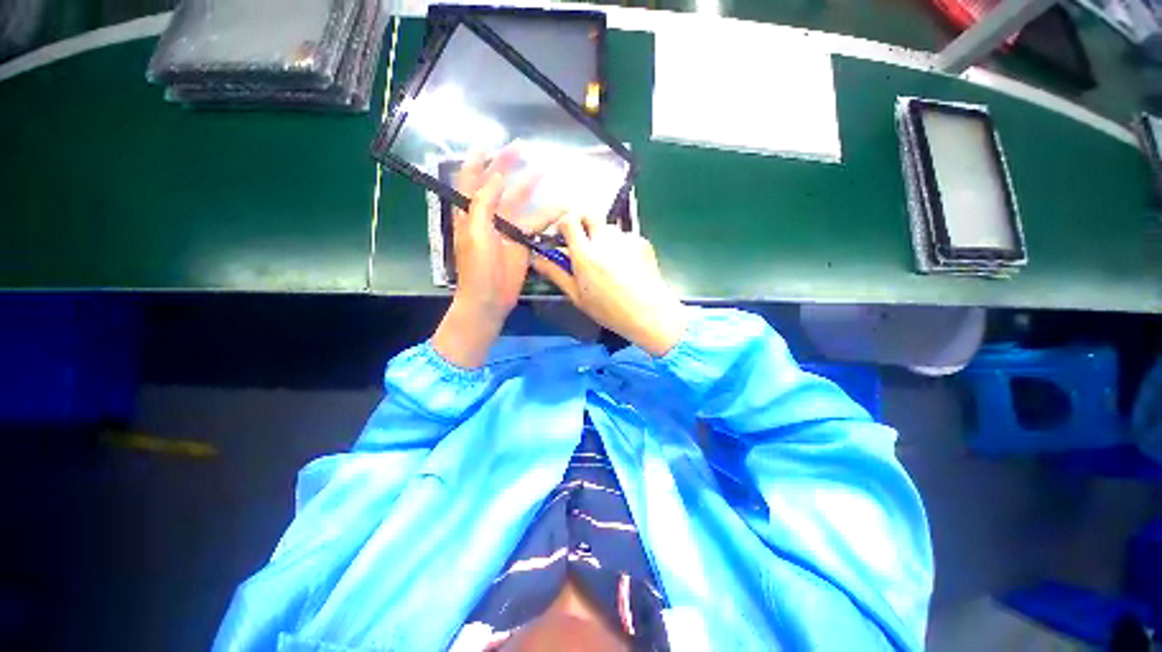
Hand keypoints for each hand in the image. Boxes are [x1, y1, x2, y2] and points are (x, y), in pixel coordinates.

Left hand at [432, 147, 558, 368]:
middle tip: (522, 149)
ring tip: (545, 172)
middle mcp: (487, 217)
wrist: (490, 298)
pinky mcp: (522, 243)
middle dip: (508, 167)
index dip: (477, 161)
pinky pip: (534, 225)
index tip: (487, 145)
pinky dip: (546, 216)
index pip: (470, 180)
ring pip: (520, 203)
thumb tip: (498, 176)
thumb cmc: (477, 267)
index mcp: (469, 213)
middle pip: (498, 186)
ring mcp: (506, 230)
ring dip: (531, 188)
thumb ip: (483, 203)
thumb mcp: (475, 232)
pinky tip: (558, 208)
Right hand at [532, 214, 686, 356]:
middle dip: (581, 222)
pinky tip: (625, 267)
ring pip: (607, 227)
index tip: (562, 237)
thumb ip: (556, 274)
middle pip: (588, 213)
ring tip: (607, 263)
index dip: (562, 224)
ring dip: (601, 237)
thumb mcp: (578, 296)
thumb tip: (537, 259)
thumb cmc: (610, 311)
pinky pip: (623, 237)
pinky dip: (619, 246)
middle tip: (581, 243)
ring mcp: (626, 238)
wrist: (650, 313)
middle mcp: (606, 240)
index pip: (569, 220)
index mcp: (586, 255)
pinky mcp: (642, 241)